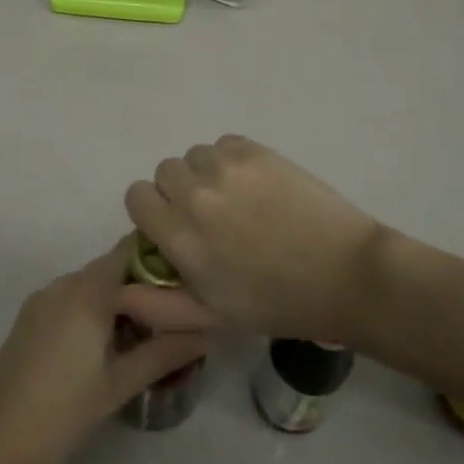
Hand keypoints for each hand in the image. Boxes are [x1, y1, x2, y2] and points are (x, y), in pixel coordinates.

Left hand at [0, 240, 209, 463]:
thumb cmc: (63, 413)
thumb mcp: (120, 384)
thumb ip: (165, 351)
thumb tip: (209, 331)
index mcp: (87, 291)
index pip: (130, 249)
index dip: (160, 257)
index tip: (187, 278)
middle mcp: (63, 283)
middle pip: (112, 267)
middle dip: (143, 284)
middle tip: (174, 313)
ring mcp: (41, 299)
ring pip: (91, 284)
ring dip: (118, 299)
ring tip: (146, 333)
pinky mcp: (29, 318)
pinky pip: (70, 299)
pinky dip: (92, 309)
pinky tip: (106, 345)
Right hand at [123, 135, 384, 341]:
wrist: (344, 273)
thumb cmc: (277, 303)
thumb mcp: (213, 318)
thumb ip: (159, 305)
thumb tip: (119, 289)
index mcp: (181, 236)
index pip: (136, 196)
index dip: (152, 213)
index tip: (175, 229)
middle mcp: (195, 194)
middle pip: (164, 172)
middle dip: (178, 192)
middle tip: (210, 217)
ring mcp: (227, 167)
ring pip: (195, 155)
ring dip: (205, 174)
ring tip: (236, 201)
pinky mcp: (257, 151)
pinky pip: (224, 144)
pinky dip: (230, 160)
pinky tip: (254, 185)